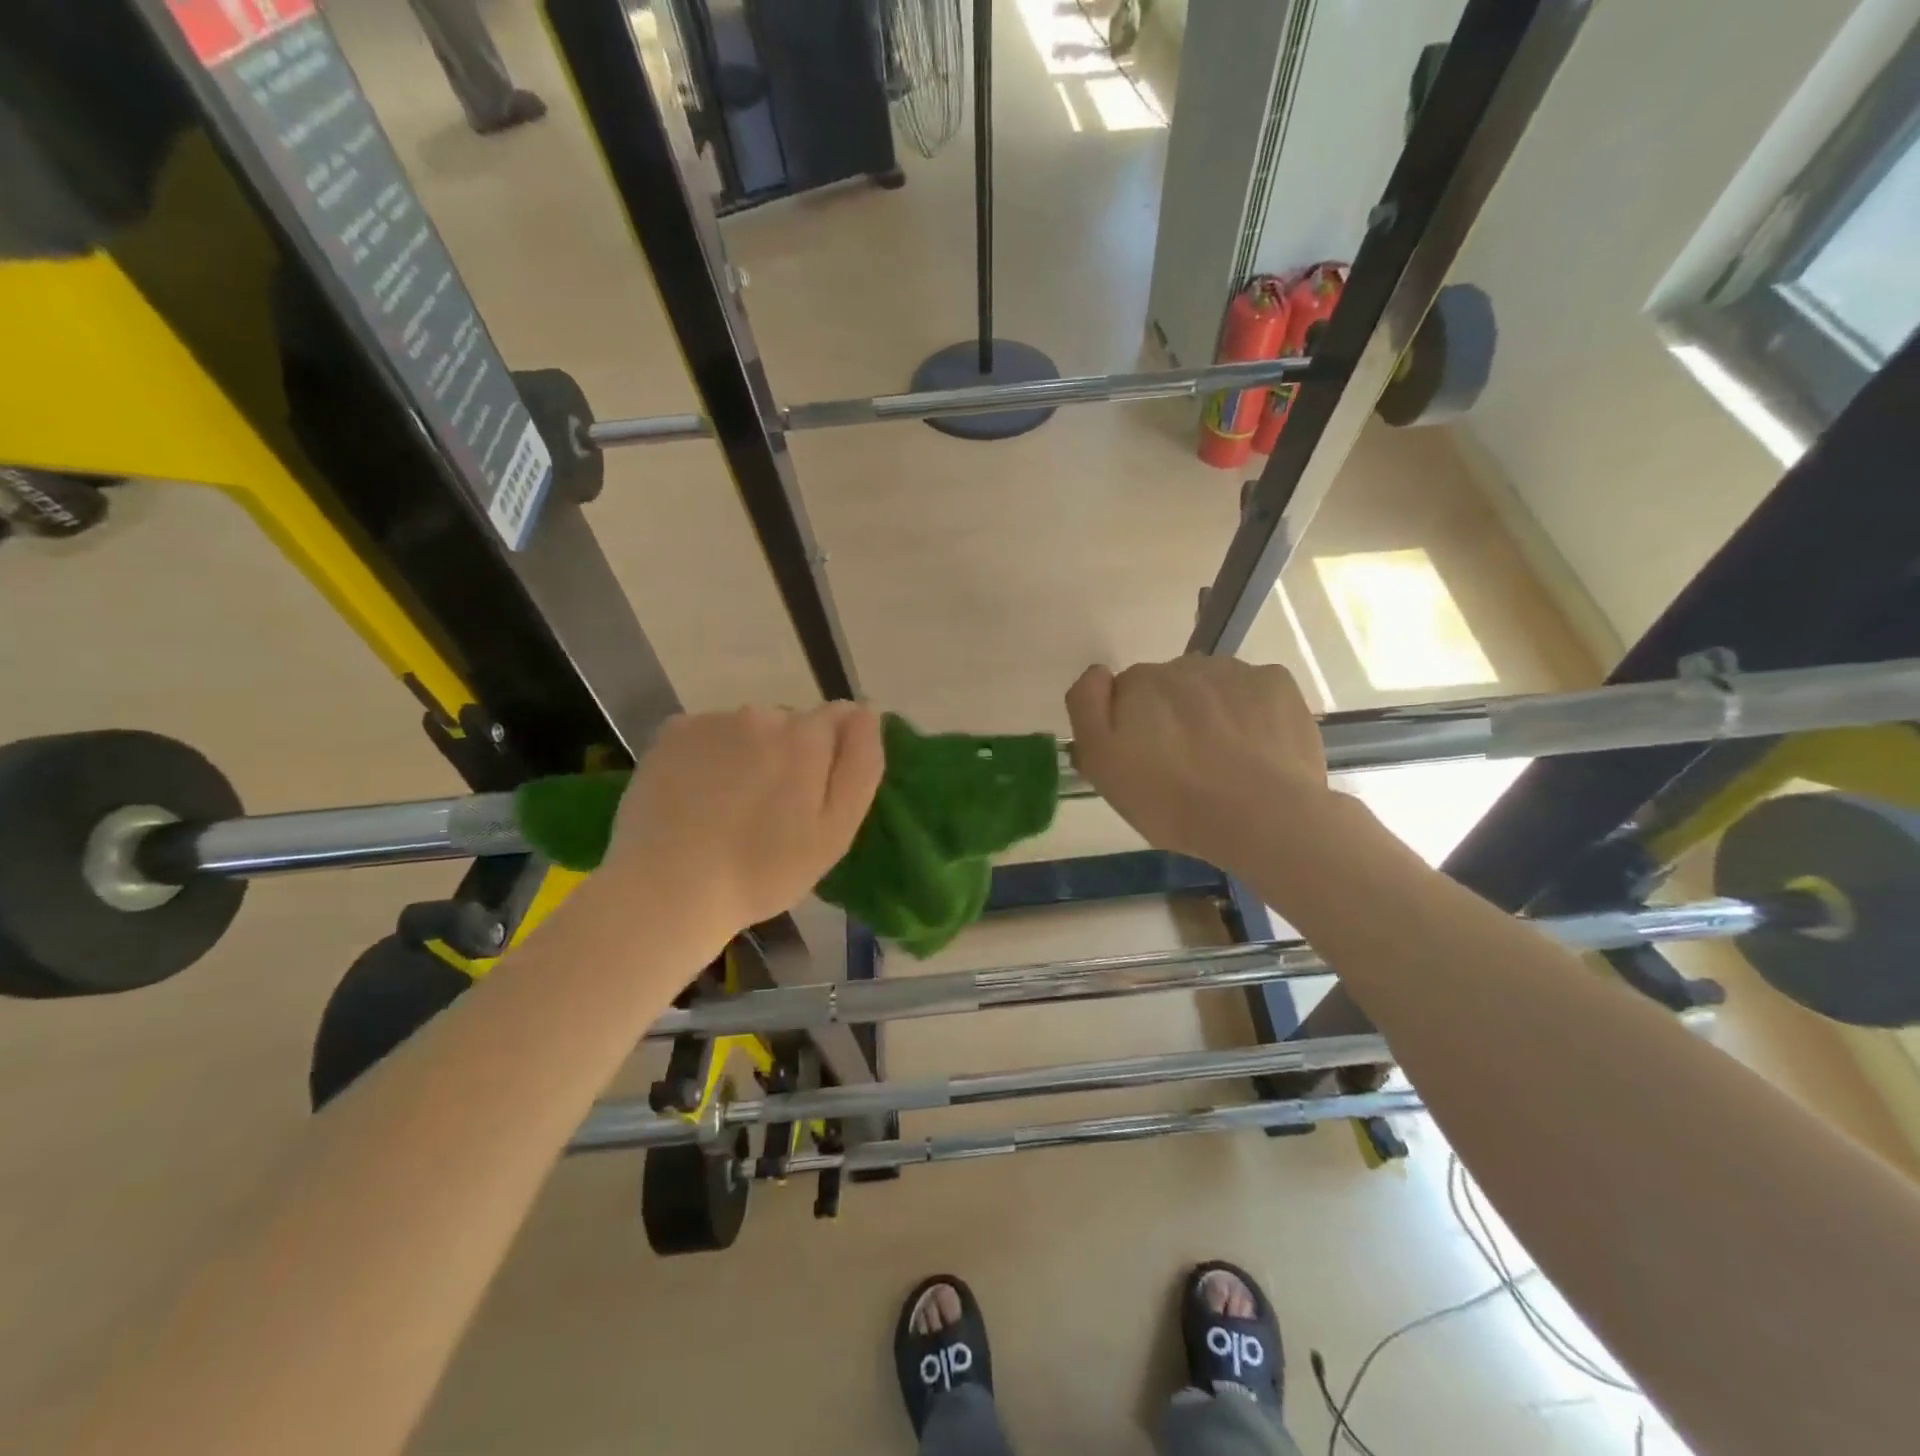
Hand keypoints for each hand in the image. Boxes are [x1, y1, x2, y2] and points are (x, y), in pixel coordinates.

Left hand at [599, 704, 884, 937]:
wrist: (667, 890)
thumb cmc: (763, 871)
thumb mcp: (835, 831)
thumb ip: (861, 764)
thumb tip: (867, 711)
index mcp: (806, 737)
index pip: (839, 717)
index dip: (833, 754)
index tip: (815, 794)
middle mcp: (761, 714)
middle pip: (791, 722)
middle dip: (791, 754)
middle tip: (773, 811)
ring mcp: (712, 720)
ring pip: (748, 728)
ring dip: (749, 754)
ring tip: (731, 808)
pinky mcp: (672, 732)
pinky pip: (708, 734)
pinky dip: (709, 756)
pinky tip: (697, 796)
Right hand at [1066, 657, 1335, 871]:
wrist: (1262, 817)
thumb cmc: (1171, 801)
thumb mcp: (1102, 765)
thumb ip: (1088, 709)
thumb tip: (1098, 675)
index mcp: (1137, 683)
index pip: (1124, 692)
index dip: (1130, 725)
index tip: (1143, 758)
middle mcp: (1182, 664)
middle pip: (1169, 686)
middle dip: (1171, 715)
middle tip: (1184, 764)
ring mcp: (1234, 670)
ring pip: (1212, 685)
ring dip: (1211, 710)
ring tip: (1225, 759)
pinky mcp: (1277, 682)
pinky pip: (1254, 689)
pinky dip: (1252, 710)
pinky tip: (1257, 747)